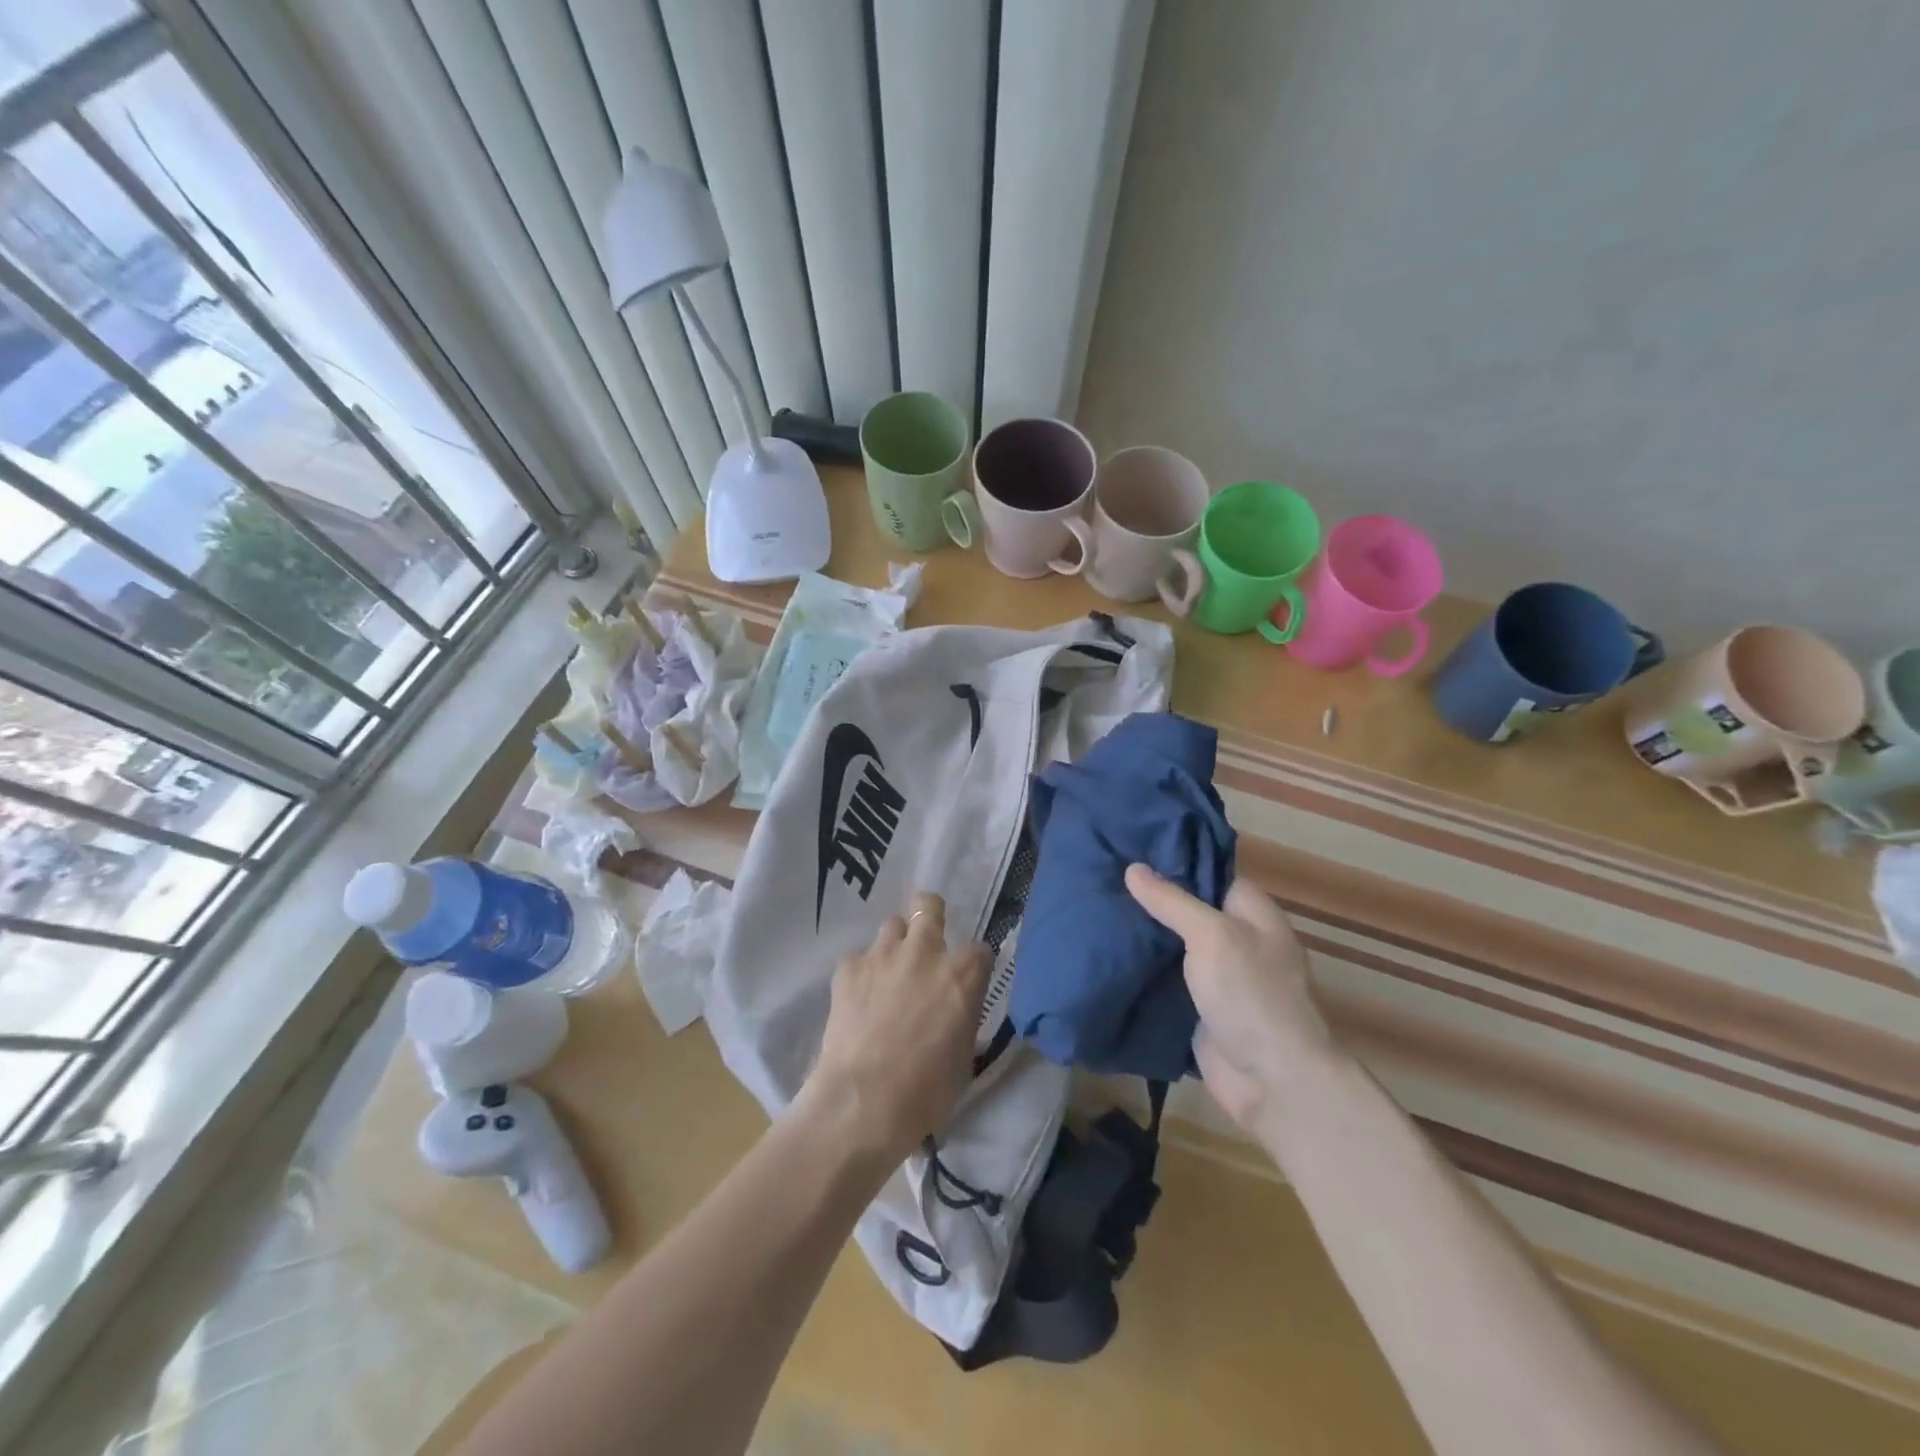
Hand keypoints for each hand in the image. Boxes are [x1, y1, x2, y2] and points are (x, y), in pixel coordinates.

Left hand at [801, 893, 991, 1164]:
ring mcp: (883, 955)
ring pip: (892, 926)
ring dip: (895, 945)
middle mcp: (925, 952)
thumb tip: (956, 1012)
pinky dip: (861, 973)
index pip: (979, 950)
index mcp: (963, 975)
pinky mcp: (848, 968)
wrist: (864, 1101)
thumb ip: (963, 1019)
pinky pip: (858, 958)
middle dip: (929, 916)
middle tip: (926, 944)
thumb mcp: (964, 1057)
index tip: (966, 981)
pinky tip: (858, 998)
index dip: (973, 965)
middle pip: (928, 906)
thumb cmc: (926, 1091)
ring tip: (889, 973)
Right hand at [1125, 864, 1335, 1137]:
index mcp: (1251, 913)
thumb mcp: (1212, 935)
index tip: (1129, 847)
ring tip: (1092, 907)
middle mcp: (1235, 940)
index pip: (1209, 873)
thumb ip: (1172, 901)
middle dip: (1149, 898)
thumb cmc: (1251, 994)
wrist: (1272, 1081)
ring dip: (1141, 935)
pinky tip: (1103, 953)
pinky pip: (1163, 980)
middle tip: (1101, 876)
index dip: (1173, 860)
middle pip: (1187, 910)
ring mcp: (1216, 977)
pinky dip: (1139, 971)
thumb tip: (1133, 868)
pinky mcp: (1196, 1008)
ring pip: (1172, 946)